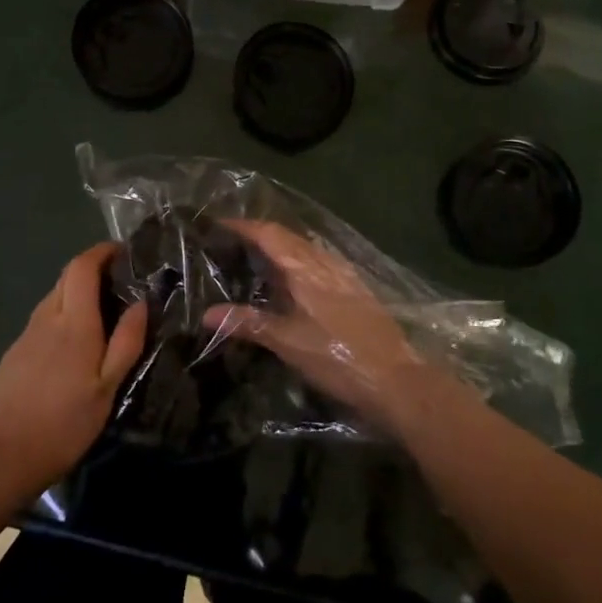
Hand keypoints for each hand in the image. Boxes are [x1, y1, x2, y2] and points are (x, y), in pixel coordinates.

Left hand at [0, 243, 148, 497]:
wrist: (0, 458)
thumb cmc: (63, 424)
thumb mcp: (107, 388)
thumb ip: (126, 342)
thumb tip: (142, 302)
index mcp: (74, 322)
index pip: (82, 267)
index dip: (101, 251)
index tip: (122, 251)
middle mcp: (47, 318)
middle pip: (66, 277)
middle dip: (91, 269)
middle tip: (117, 281)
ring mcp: (25, 336)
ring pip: (53, 298)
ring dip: (76, 293)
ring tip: (100, 314)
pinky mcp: (13, 355)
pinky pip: (43, 321)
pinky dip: (62, 317)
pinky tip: (71, 346)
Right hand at [205, 221, 437, 430]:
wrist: (396, 378)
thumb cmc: (337, 357)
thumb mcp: (287, 342)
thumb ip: (247, 323)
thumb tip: (206, 313)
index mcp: (305, 267)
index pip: (268, 233)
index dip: (242, 226)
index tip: (217, 223)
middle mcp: (324, 262)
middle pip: (286, 236)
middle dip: (258, 234)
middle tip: (230, 242)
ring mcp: (343, 273)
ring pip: (304, 249)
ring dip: (279, 247)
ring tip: (255, 259)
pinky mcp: (355, 288)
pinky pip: (318, 262)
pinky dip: (297, 262)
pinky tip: (292, 282)